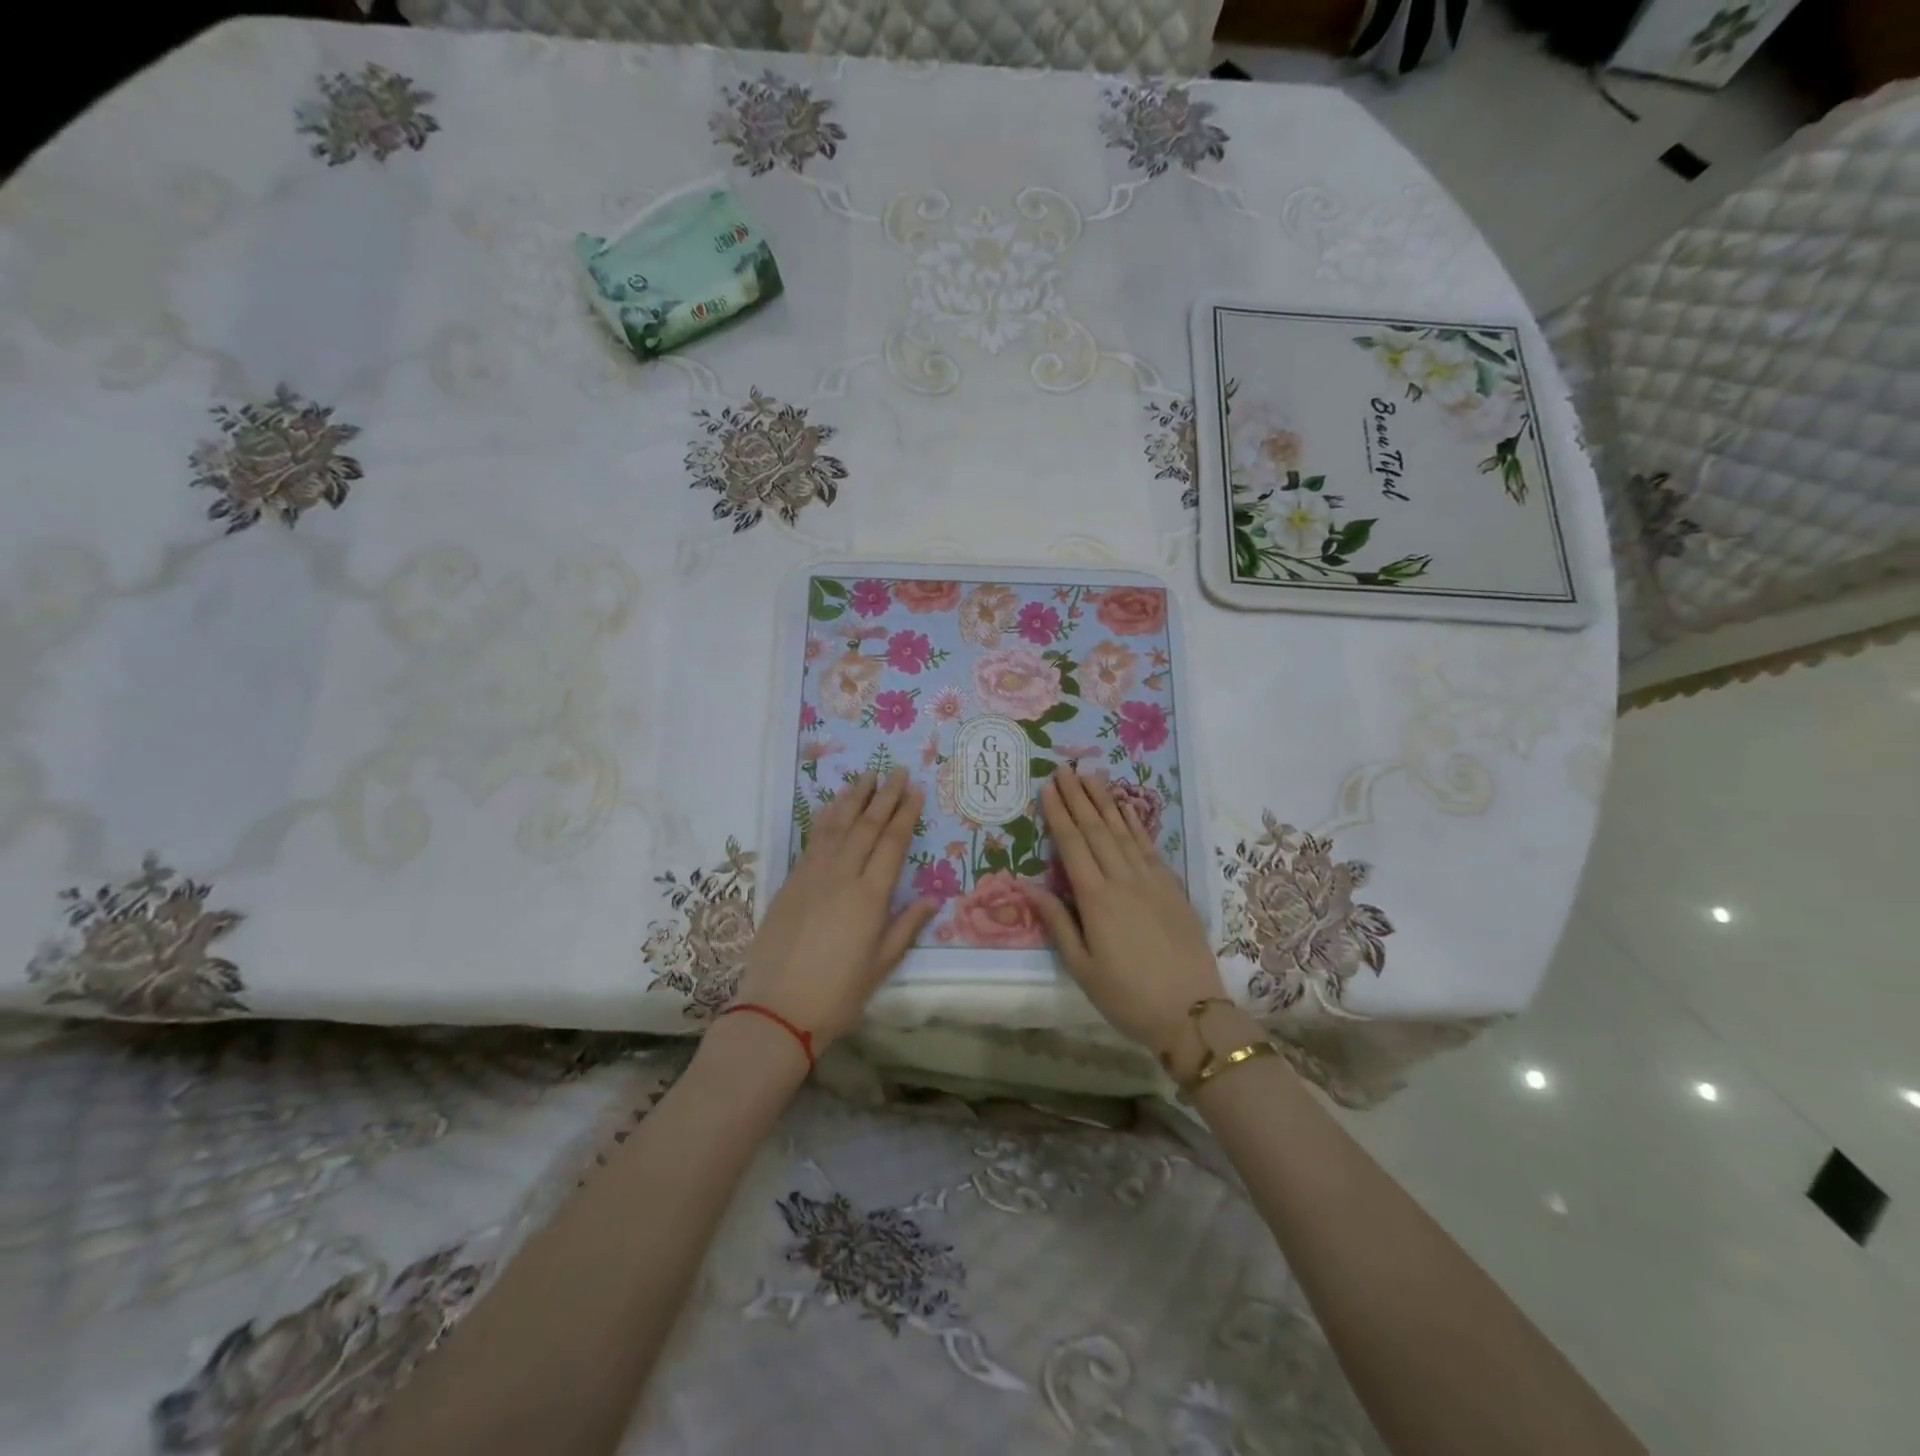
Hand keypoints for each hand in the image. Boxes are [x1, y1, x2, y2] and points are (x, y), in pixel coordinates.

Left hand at [735, 768, 935, 1050]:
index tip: (915, 791)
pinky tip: (832, 806)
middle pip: (867, 826)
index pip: (892, 844)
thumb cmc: (837, 994)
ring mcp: (813, 875)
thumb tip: (932, 899)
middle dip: (885, 797)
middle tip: (897, 771)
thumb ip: (905, 927)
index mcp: (870, 896)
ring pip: (837, 826)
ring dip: (854, 798)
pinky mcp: (791, 881)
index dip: (905, 815)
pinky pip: (813, 839)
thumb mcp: (880, 966)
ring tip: (867, 777)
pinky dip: (826, 818)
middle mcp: (842, 876)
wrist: (777, 1009)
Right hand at [1022, 766, 1227, 1054]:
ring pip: (1123, 831)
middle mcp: (1122, 879)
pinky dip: (1136, 823)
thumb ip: (1056, 922)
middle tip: (1065, 768)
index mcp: (1095, 899)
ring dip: (1105, 801)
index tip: (1048, 787)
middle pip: (1096, 829)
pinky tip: (1126, 807)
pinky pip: (1149, 846)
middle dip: (1078, 797)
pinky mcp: (1172, 887)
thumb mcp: (1082, 967)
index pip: (1072, 844)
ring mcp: (1151, 880)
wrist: (1191, 1012)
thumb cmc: (1126, 996)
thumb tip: (1027, 886)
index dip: (1059, 813)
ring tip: (1091, 775)